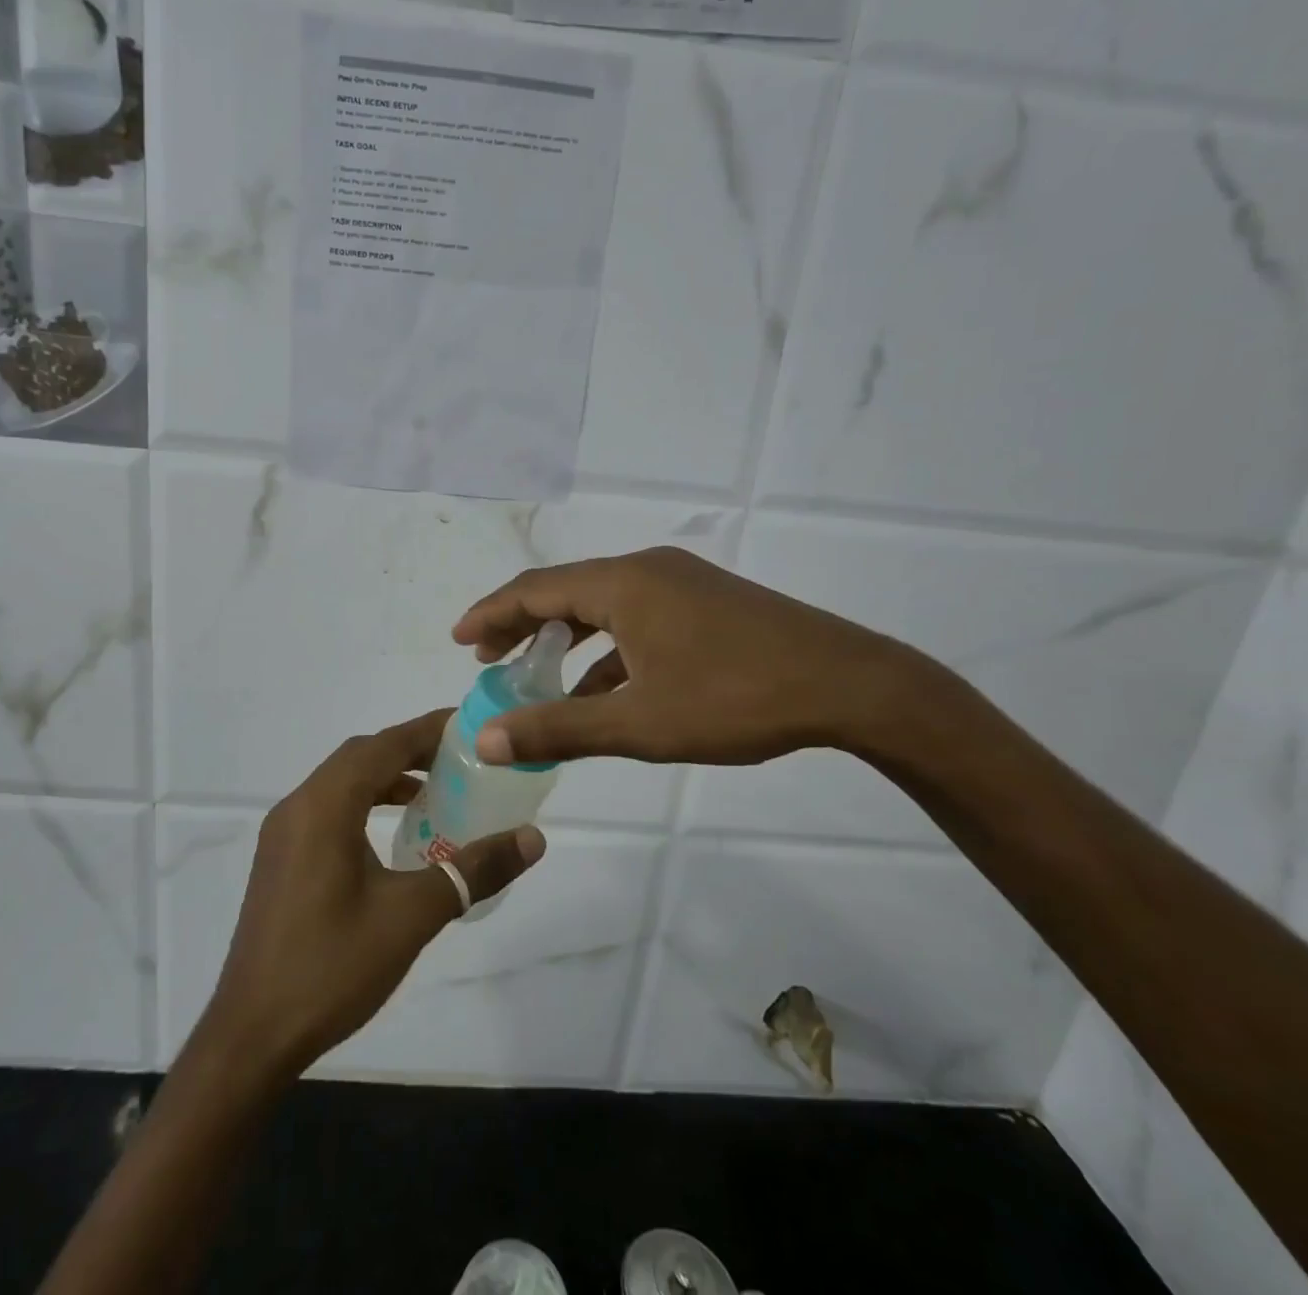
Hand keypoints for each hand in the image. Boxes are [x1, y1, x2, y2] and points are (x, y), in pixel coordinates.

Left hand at [201, 710, 546, 1077]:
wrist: (252, 1036)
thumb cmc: (332, 966)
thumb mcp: (412, 915)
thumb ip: (473, 870)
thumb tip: (532, 838)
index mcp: (324, 806)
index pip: (384, 745)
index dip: (428, 730)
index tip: (470, 724)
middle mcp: (298, 807)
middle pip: (361, 756)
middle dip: (410, 749)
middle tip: (460, 758)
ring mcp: (283, 835)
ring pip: (341, 782)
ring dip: (386, 777)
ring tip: (433, 791)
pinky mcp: (280, 860)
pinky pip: (328, 809)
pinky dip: (364, 803)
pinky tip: (393, 834)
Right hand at [452, 547, 948, 767]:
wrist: (848, 684)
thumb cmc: (736, 698)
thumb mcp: (640, 722)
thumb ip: (560, 729)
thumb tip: (487, 739)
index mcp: (623, 584)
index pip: (535, 589)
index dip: (490, 613)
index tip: (459, 641)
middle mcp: (647, 569)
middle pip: (565, 590)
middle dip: (521, 623)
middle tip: (486, 657)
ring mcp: (680, 582)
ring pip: (602, 604)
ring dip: (565, 636)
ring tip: (536, 671)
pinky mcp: (706, 602)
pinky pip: (637, 616)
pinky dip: (608, 647)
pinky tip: (604, 687)